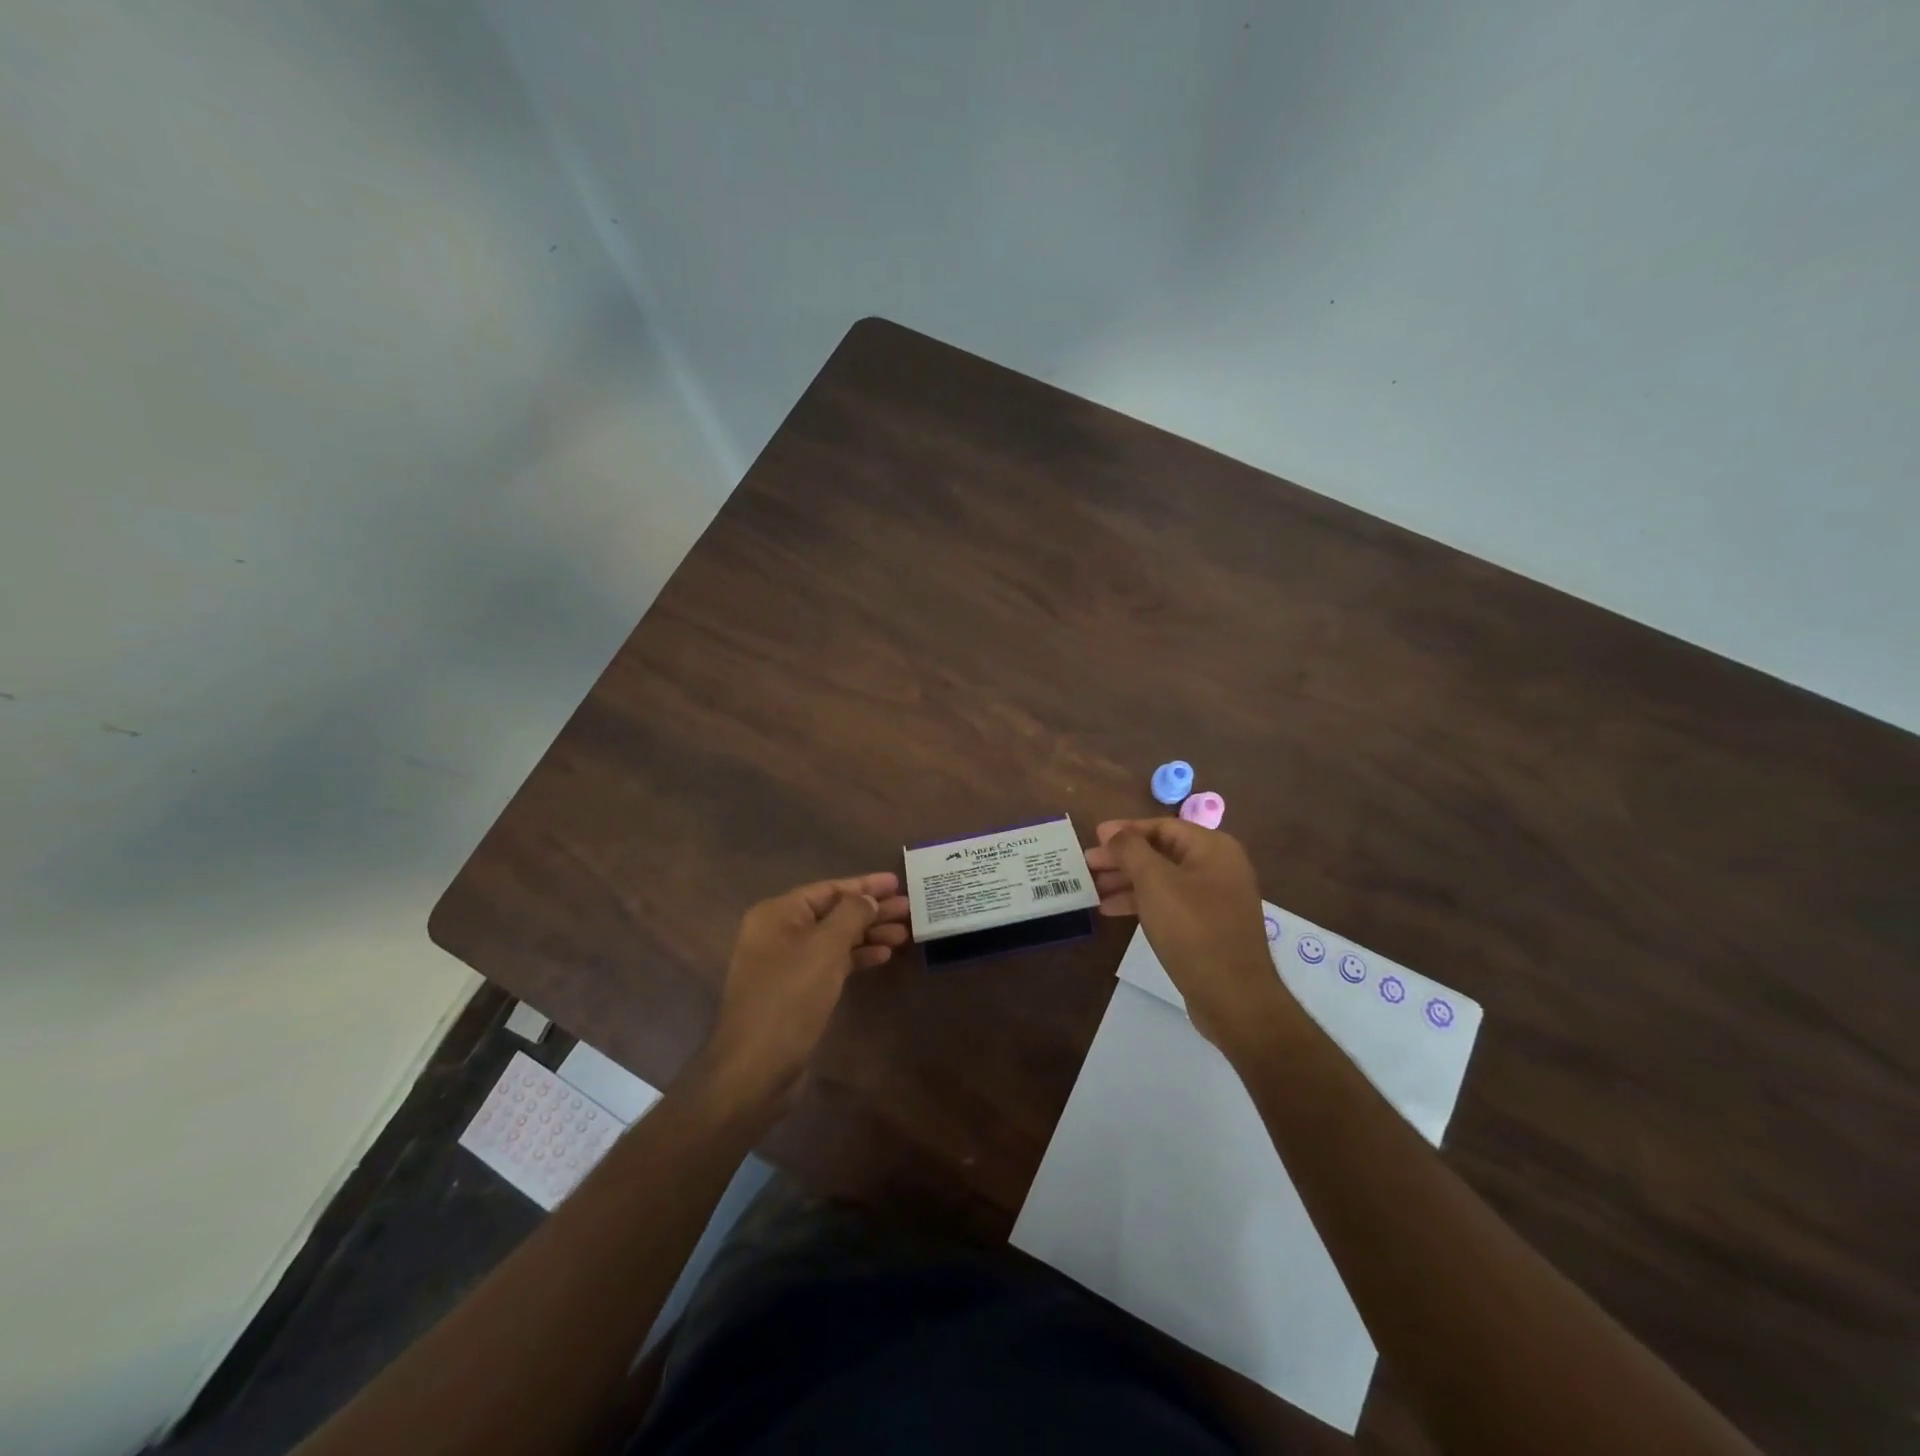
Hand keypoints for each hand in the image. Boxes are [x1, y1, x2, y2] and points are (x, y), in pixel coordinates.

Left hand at [694, 872, 910, 1117]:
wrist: (755, 1068)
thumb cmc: (790, 997)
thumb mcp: (825, 948)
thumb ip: (851, 915)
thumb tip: (868, 898)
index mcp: (777, 914)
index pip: (828, 888)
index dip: (865, 885)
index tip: (897, 882)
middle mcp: (777, 933)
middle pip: (832, 912)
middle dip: (871, 910)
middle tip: (909, 909)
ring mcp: (785, 963)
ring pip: (834, 939)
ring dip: (868, 934)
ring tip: (904, 933)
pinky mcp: (795, 991)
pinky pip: (830, 963)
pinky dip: (855, 957)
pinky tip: (882, 956)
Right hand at [1083, 819, 1287, 1051]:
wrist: (1234, 997)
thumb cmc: (1193, 929)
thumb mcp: (1156, 882)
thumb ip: (1131, 850)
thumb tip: (1113, 832)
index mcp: (1213, 848)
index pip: (1162, 826)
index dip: (1125, 830)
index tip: (1093, 837)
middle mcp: (1218, 867)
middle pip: (1161, 852)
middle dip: (1122, 858)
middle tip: (1087, 865)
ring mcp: (1215, 898)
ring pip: (1162, 879)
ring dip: (1126, 881)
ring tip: (1092, 889)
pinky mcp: (1208, 926)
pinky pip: (1169, 903)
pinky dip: (1141, 902)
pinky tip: (1112, 910)